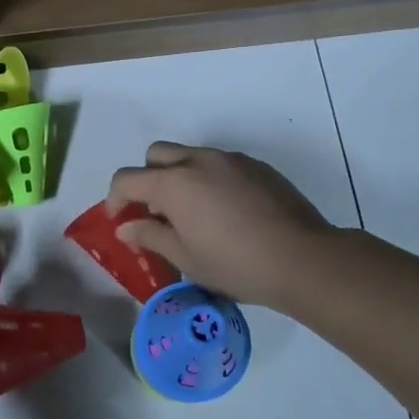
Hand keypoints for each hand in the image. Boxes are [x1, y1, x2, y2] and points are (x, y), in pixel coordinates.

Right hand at [107, 142, 337, 311]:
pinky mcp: (257, 166)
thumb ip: (150, 236)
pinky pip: (221, 164)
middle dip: (147, 178)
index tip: (119, 220)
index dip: (115, 198)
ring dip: (180, 177)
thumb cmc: (235, 264)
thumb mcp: (186, 258)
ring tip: (193, 214)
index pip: (127, 178)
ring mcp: (230, 160)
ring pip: (190, 155)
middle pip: (157, 155)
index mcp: (174, 182)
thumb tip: (126, 226)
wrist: (303, 258)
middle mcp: (198, 160)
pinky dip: (210, 180)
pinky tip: (227, 213)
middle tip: (156, 211)